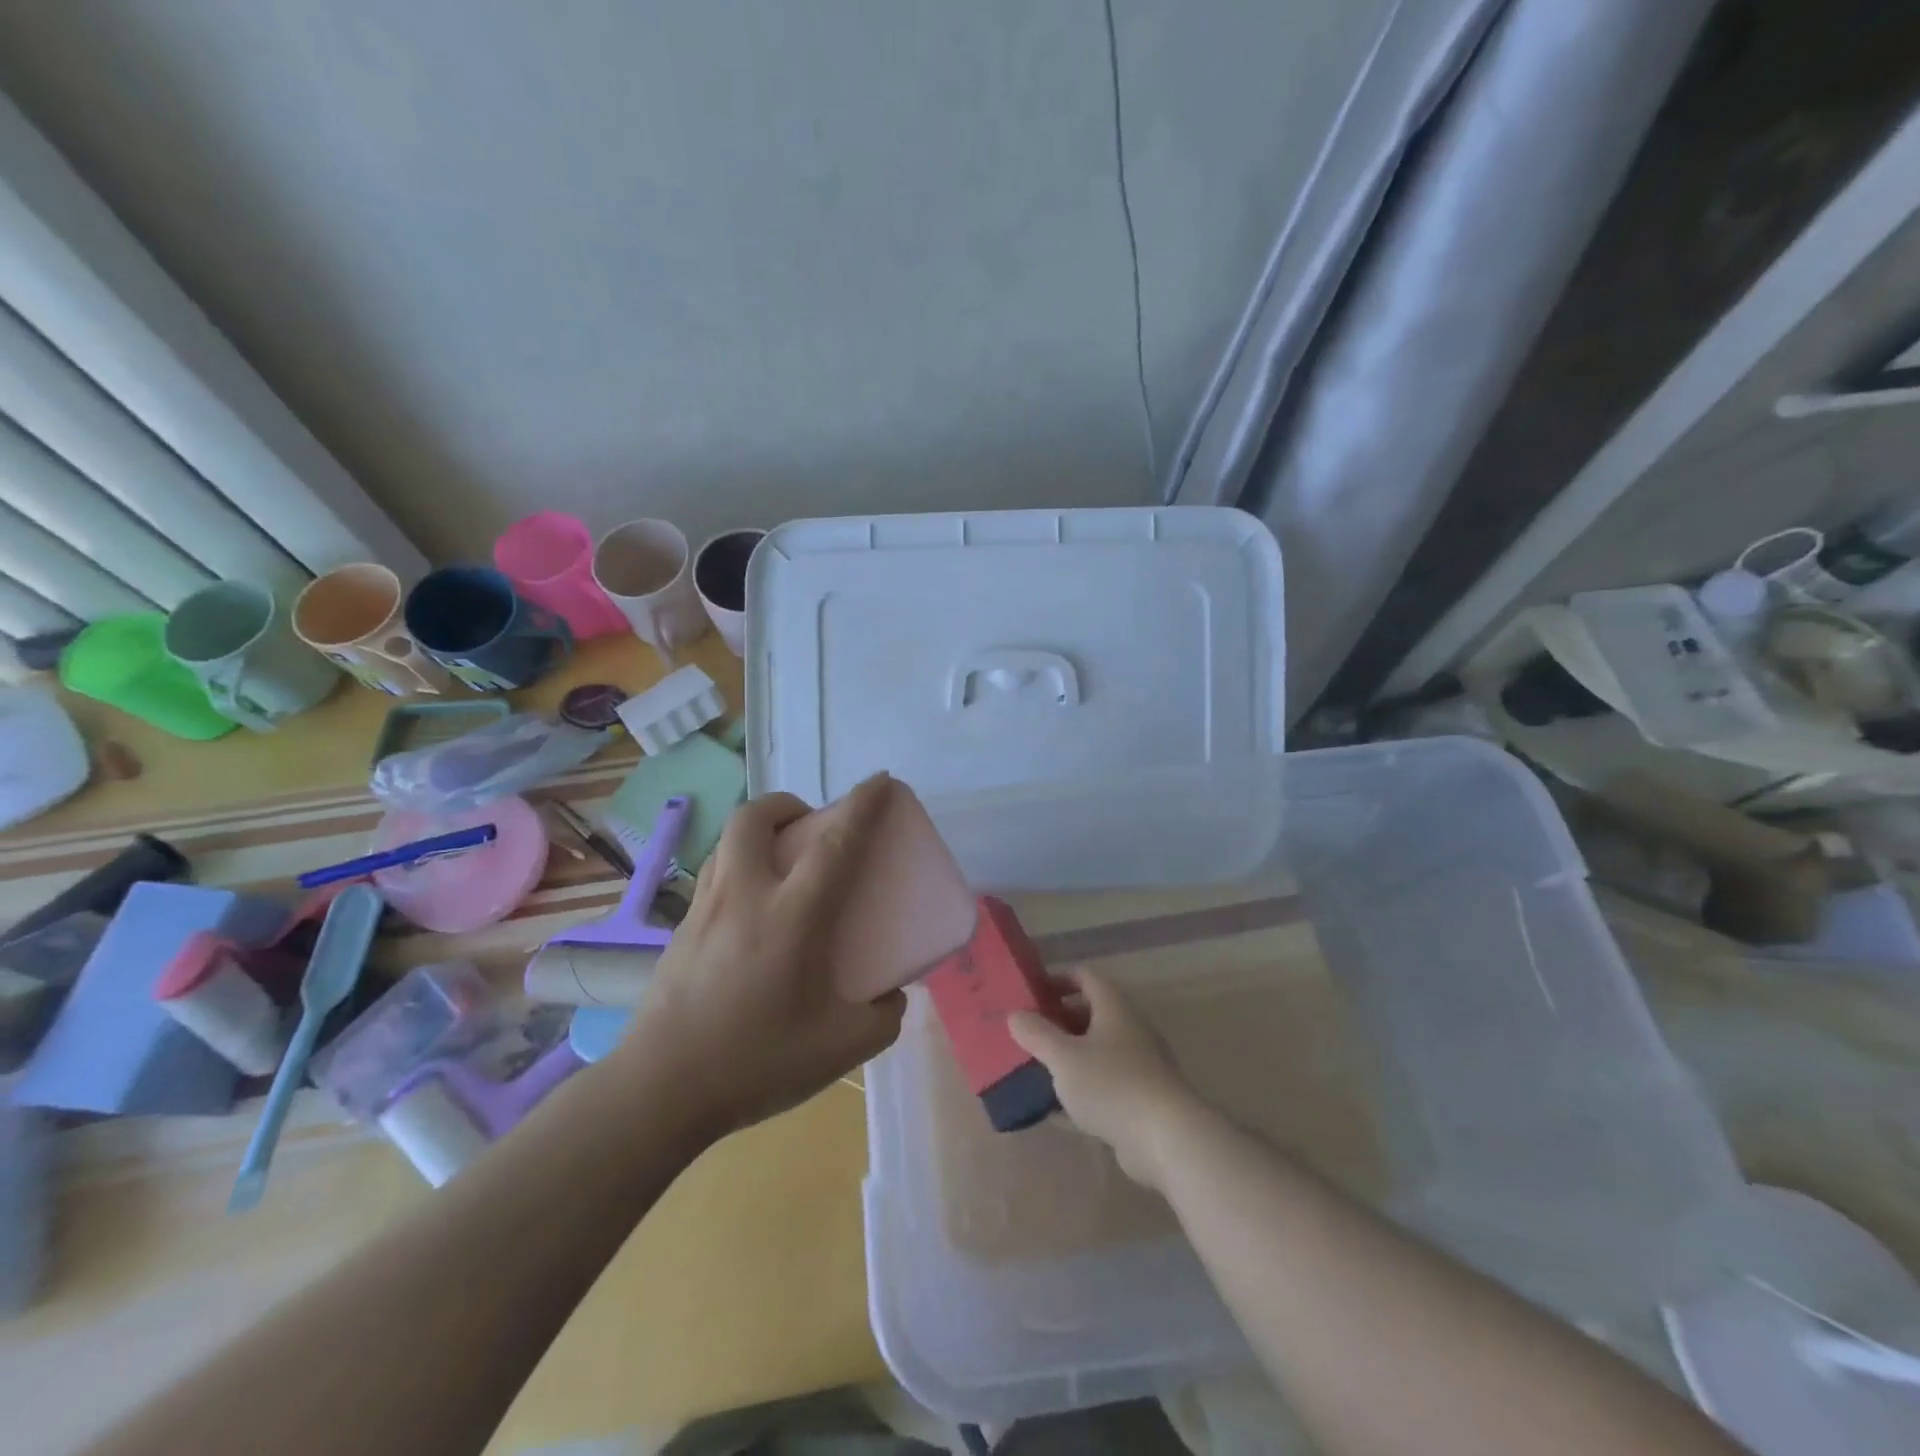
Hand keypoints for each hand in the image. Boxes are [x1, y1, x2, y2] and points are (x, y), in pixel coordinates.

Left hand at [618, 775, 907, 1138]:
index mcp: (791, 916)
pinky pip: (713, 876)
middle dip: (788, 804)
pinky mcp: (679, 931)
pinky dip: (738, 868)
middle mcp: (745, 896)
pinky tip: (751, 912)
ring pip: (727, 842)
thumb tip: (891, 996)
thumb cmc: (757, 1061)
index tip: (881, 781)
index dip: (862, 805)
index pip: (835, 842)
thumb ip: (882, 1017)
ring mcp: (704, 910)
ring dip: (758, 833)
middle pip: (756, 818)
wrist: (661, 1090)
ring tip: (782, 862)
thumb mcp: (842, 1047)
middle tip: (812, 826)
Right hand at [1007, 970, 1207, 1191]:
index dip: (1058, 979)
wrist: (1168, 1139)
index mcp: (1114, 1007)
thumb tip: (1015, 1015)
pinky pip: (1104, 1085)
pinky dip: (1081, 1091)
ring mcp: (1138, 1065)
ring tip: (1036, 1070)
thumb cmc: (1112, 1085)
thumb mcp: (1064, 1057)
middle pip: (1090, 1013)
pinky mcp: (1141, 1099)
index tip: (1032, 993)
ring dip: (1068, 1058)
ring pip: (1096, 1052)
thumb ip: (1036, 1034)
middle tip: (1028, 1034)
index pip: (1085, 976)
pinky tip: (1056, 1112)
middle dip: (1058, 1021)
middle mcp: (1129, 1029)